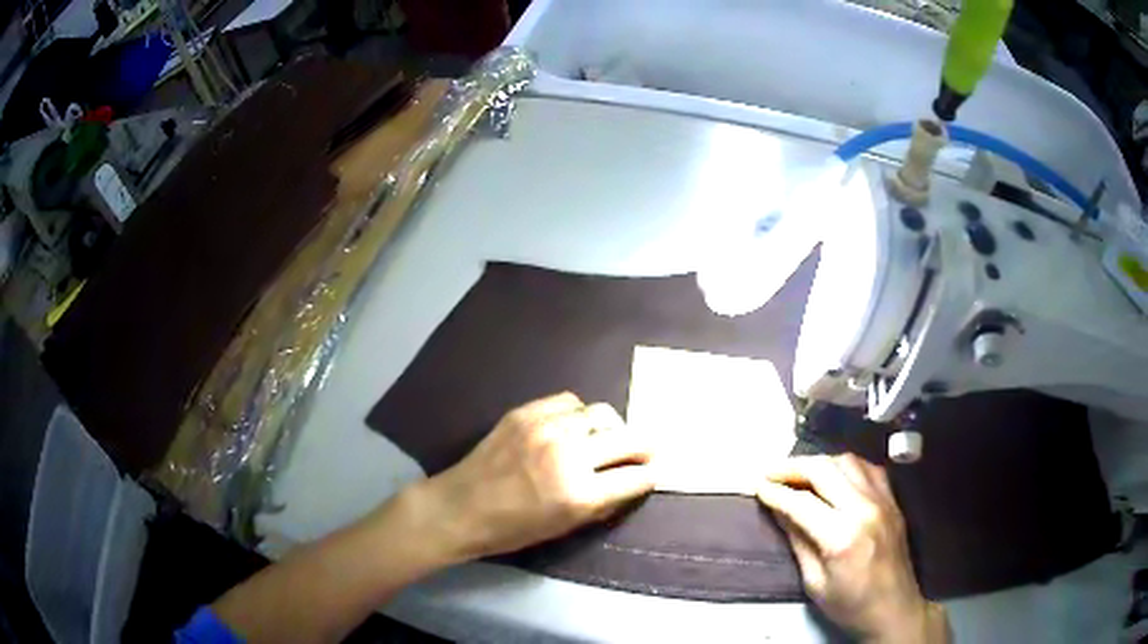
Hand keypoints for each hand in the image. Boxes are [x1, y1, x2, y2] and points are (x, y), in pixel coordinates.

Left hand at [417, 392, 654, 560]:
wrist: (459, 507)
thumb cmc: (512, 529)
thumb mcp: (564, 527)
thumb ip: (602, 503)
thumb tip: (630, 482)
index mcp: (580, 494)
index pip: (636, 477)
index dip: (649, 476)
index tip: (651, 474)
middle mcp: (569, 455)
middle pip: (629, 438)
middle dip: (644, 447)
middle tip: (643, 452)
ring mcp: (546, 428)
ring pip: (601, 413)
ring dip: (610, 428)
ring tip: (602, 438)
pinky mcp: (526, 412)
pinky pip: (569, 402)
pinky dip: (578, 414)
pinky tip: (571, 426)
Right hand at [757, 454, 948, 643]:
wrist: (894, 609)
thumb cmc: (850, 605)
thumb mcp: (815, 582)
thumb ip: (798, 542)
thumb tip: (779, 511)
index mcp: (842, 536)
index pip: (801, 503)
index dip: (775, 492)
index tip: (757, 487)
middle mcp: (865, 509)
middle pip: (825, 470)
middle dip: (792, 468)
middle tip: (770, 473)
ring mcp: (883, 501)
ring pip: (848, 461)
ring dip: (820, 463)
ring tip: (800, 473)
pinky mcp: (893, 500)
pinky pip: (869, 468)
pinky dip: (847, 466)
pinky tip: (836, 476)